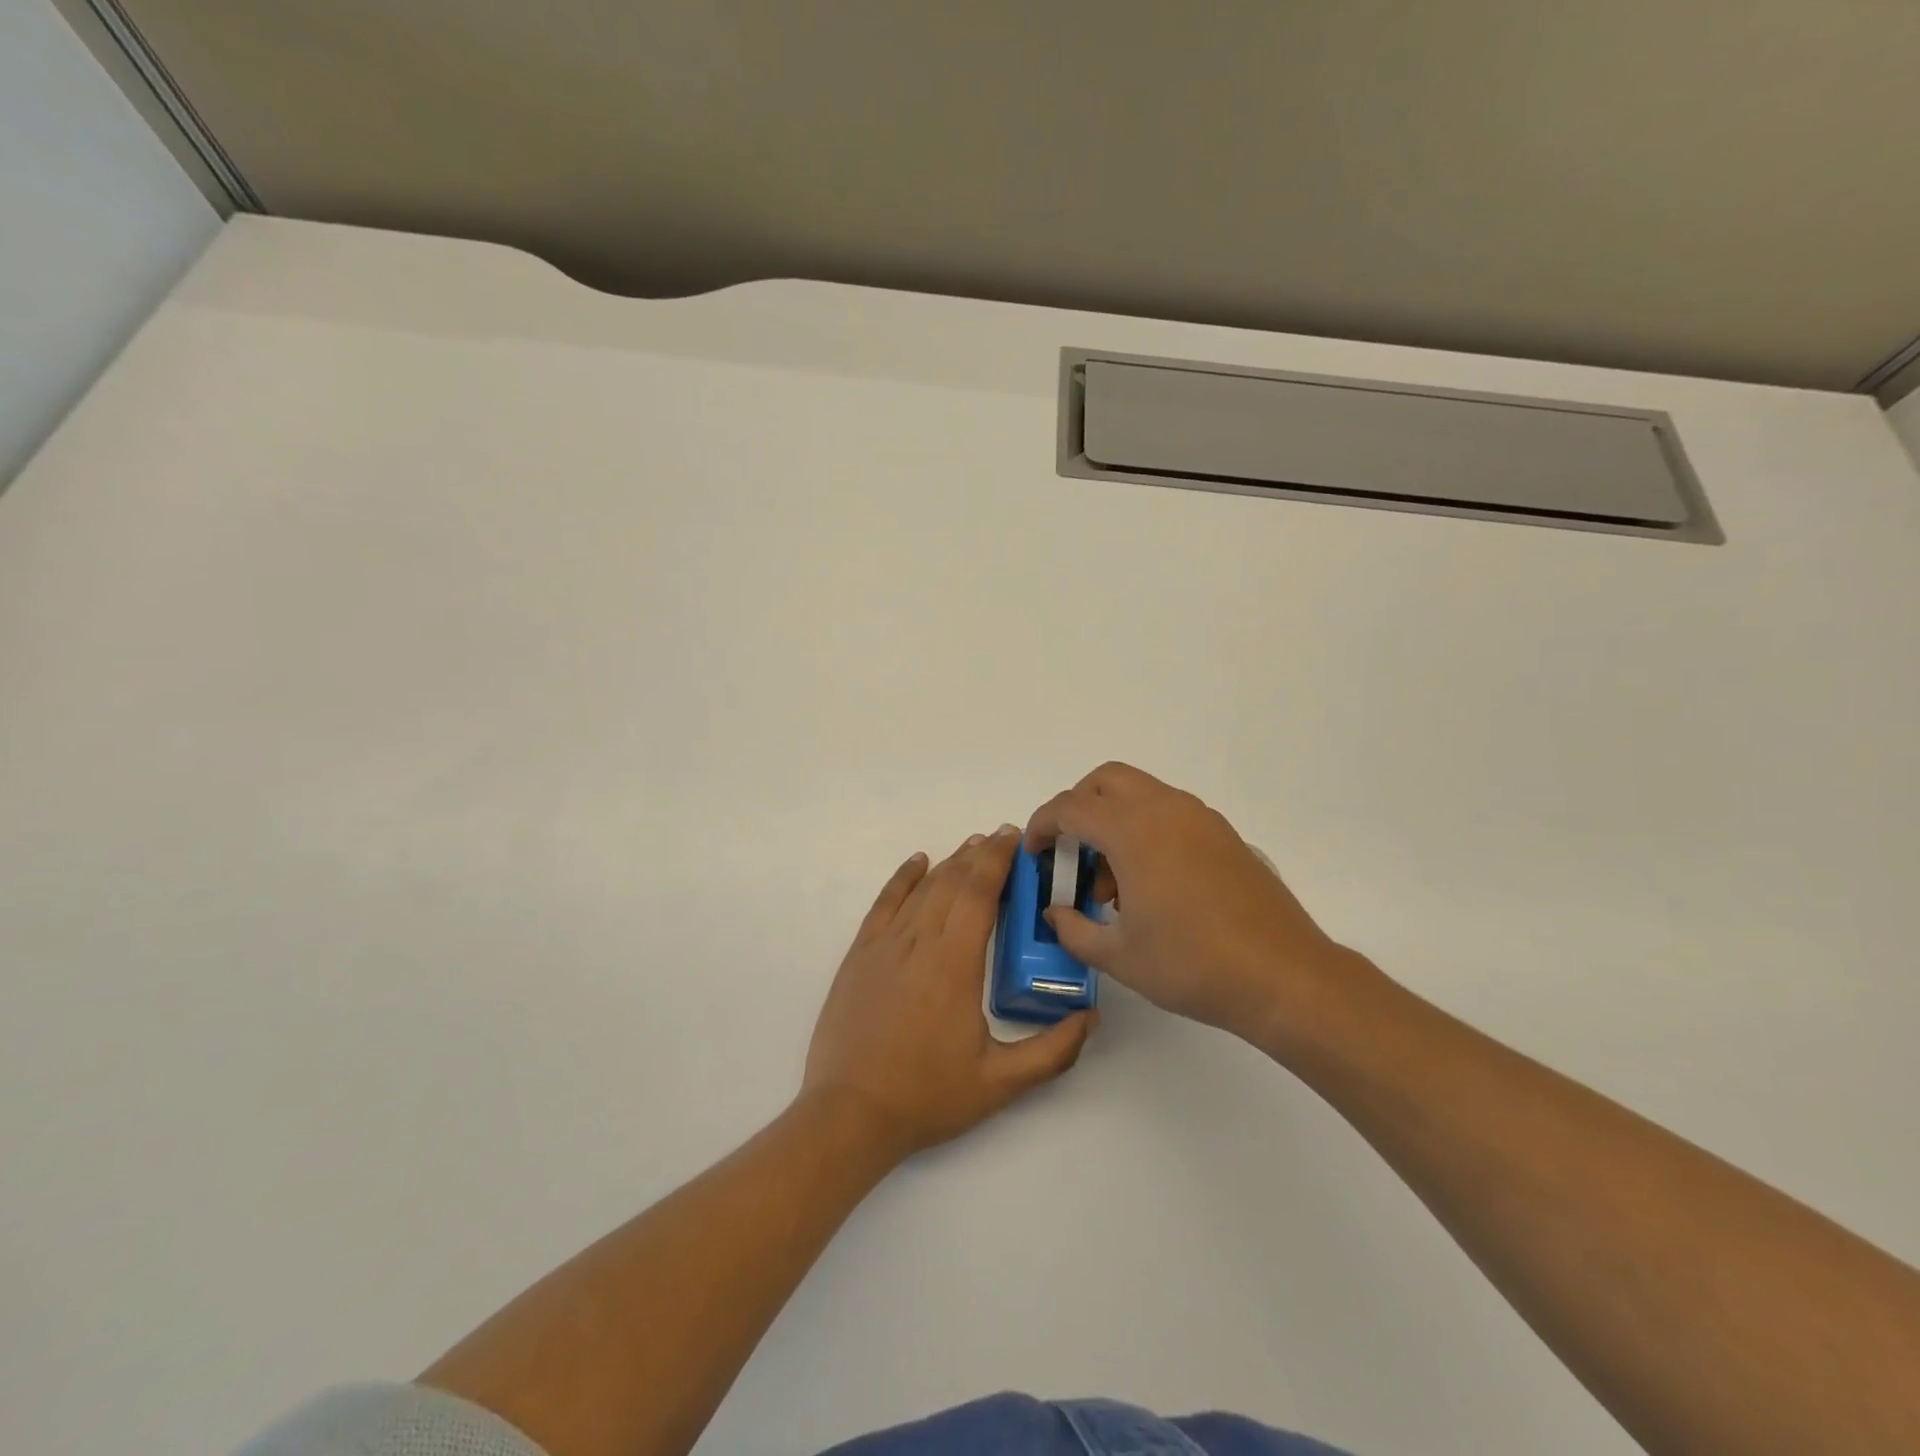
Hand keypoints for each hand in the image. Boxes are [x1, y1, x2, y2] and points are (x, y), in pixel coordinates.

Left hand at [802, 826, 1095, 1157]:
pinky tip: (918, 862)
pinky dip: (903, 877)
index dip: (998, 859)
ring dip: (949, 862)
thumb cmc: (927, 1096)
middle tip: (1003, 839)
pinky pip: (884, 902)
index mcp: (955, 963)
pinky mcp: (860, 954)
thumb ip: (1052, 1052)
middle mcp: (919, 941)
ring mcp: (884, 945)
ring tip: (972, 847)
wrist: (849, 1114)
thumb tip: (1091, 1018)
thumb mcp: (1000, 1083)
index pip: (980, 892)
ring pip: (922, 888)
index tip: (1015, 838)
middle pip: (953, 881)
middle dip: (980, 854)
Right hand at [1025, 762, 1364, 1049]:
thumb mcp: (1119, 956)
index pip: (1070, 807)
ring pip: (1140, 793)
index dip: (1042, 825)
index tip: (1035, 853)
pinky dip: (1146, 828)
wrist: (1283, 975)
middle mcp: (1165, 809)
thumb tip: (1056, 913)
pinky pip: (1170, 811)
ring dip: (1114, 819)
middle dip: (1078, 806)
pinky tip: (1152, 884)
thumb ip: (1074, 929)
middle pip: (1106, 780)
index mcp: (1133, 831)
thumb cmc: (1193, 965)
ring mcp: (1199, 818)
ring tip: (1113, 882)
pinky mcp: (1223, 834)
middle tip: (1071, 851)